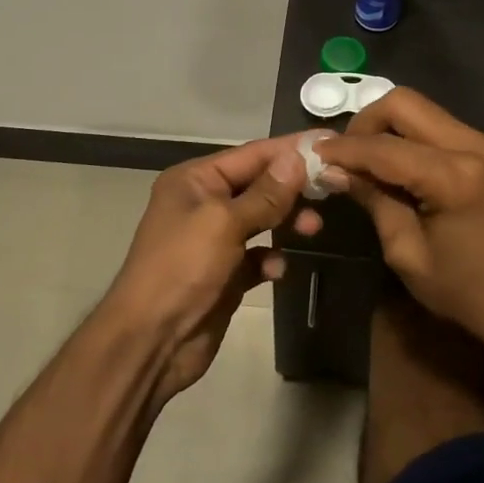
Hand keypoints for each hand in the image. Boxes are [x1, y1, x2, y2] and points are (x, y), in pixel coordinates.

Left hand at [99, 135, 325, 403]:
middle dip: (293, 188)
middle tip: (331, 191)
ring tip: (313, 229)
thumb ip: (265, 193)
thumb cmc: (183, 268)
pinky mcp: (224, 274)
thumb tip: (297, 158)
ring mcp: (213, 240)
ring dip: (287, 221)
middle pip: (259, 185)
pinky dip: (271, 259)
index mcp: (194, 180)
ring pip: (262, 220)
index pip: (251, 154)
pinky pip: (257, 256)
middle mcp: (203, 203)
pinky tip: (276, 270)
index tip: (330, 143)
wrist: (152, 340)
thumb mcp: (224, 223)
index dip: (290, 149)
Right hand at [315, 90, 483, 357]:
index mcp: (454, 178)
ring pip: (424, 110)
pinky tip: (400, 167)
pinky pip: (442, 127)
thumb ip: (373, 201)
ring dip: (390, 128)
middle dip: (366, 122)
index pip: (383, 147)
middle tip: (346, 155)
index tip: (314, 154)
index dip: (343, 149)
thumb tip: (334, 171)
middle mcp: (476, 147)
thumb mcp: (407, 254)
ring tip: (368, 162)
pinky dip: (413, 138)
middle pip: (405, 103)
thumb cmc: (467, 294)